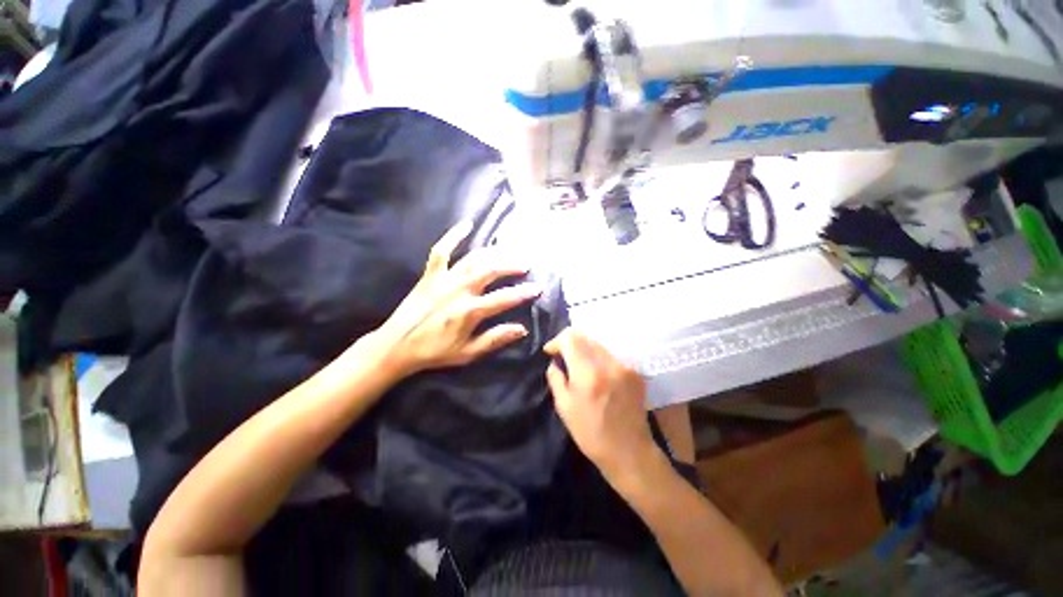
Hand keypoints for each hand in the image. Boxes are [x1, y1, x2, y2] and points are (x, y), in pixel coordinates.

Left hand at [370, 220, 541, 376]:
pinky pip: (442, 250)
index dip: (524, 293)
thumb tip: (522, 328)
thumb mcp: (468, 352)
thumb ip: (495, 339)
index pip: (504, 298)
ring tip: (508, 251)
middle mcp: (459, 290)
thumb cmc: (435, 351)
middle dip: (511, 266)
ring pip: (473, 259)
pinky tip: (467, 224)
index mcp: (470, 311)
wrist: (397, 345)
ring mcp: (444, 278)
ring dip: (494, 253)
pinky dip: (454, 236)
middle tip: (525, 265)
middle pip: (491, 271)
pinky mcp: (430, 273)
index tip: (538, 288)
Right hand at [544, 329, 655, 478]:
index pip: (570, 338)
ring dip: (584, 350)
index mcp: (588, 372)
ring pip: (598, 344)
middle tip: (562, 358)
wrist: (629, 452)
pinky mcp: (635, 371)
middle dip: (570, 344)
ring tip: (579, 367)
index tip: (550, 352)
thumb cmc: (590, 433)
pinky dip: (599, 359)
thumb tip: (555, 362)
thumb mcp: (564, 407)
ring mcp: (625, 365)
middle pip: (585, 337)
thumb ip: (556, 378)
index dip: (556, 341)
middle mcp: (608, 363)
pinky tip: (597, 375)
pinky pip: (611, 355)